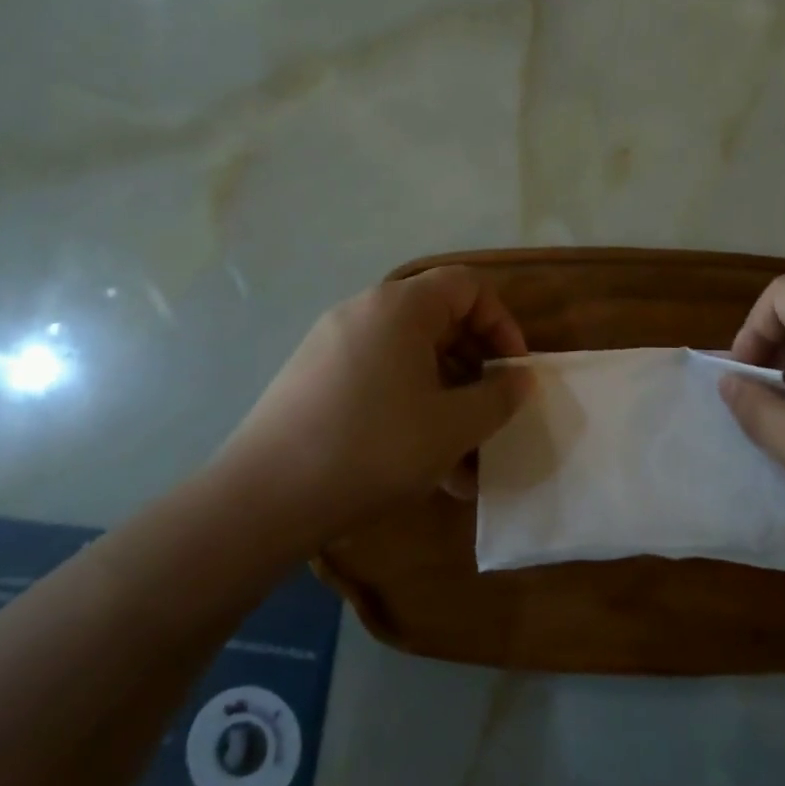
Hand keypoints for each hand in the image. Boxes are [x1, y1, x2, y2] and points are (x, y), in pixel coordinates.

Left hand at [222, 267, 531, 538]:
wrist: (264, 498)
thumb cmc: (374, 449)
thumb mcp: (453, 427)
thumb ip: (498, 398)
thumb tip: (520, 379)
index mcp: (400, 307)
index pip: (468, 287)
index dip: (502, 324)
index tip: (513, 372)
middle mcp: (364, 312)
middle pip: (438, 321)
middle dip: (475, 368)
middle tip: (490, 413)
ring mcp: (332, 344)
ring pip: (408, 359)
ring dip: (444, 399)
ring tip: (463, 458)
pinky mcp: (312, 378)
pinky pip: (377, 379)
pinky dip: (408, 409)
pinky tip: (420, 465)